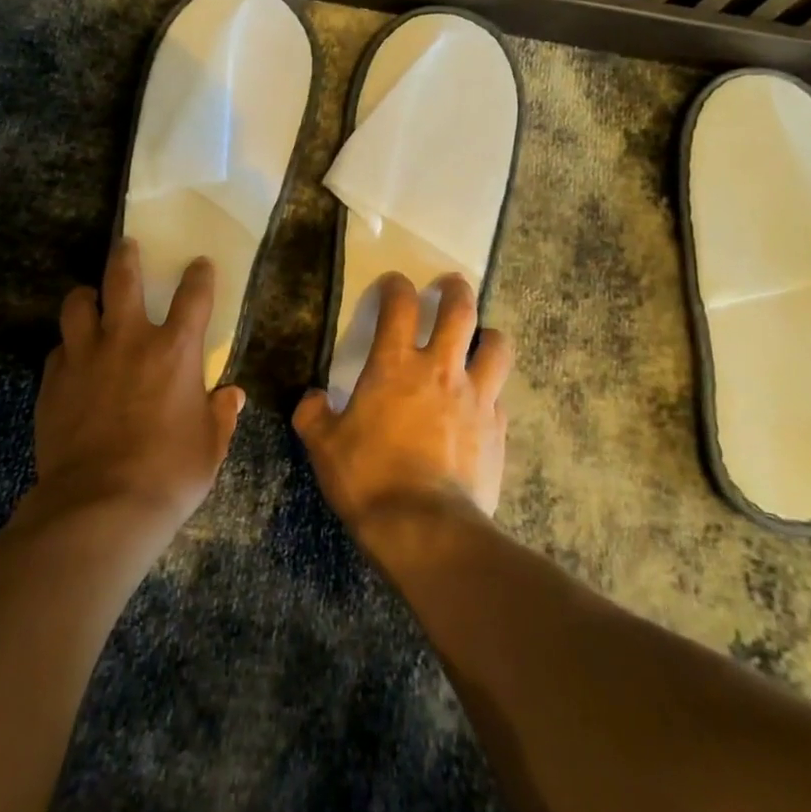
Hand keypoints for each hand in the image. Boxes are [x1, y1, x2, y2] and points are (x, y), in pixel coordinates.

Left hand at [33, 239, 244, 524]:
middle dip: (127, 256)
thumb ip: (221, 415)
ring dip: (87, 297)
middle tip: (127, 246)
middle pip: (123, 278)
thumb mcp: (210, 447)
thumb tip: (231, 396)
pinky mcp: (53, 381)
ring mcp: (86, 357)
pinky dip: (69, 347)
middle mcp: (129, 340)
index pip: (194, 295)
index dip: (199, 275)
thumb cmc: (169, 474)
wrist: (100, 506)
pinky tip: (73, 360)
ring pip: (78, 304)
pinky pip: (59, 349)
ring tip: (92, 301)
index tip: (199, 265)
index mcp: (175, 351)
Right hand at [293, 272, 512, 529]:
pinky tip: (481, 405)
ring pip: (496, 346)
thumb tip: (311, 398)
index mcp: (395, 366)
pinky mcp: (498, 428)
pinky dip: (490, 392)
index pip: (399, 305)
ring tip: (481, 338)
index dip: (396, 286)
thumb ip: (313, 415)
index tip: (393, 283)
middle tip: (451, 284)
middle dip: (456, 290)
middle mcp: (440, 370)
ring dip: (489, 335)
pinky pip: (499, 397)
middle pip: (460, 310)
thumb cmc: (369, 479)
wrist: (426, 528)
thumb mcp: (324, 447)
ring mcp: (475, 397)